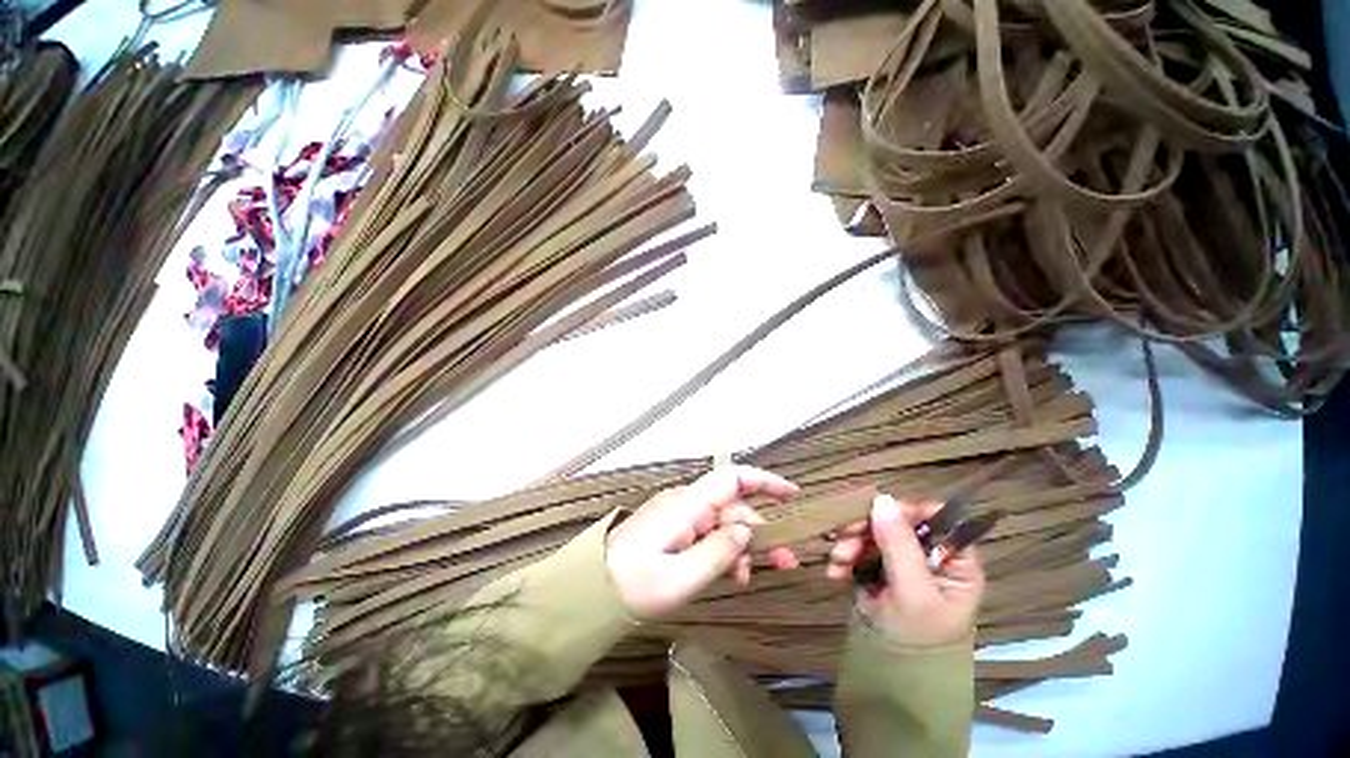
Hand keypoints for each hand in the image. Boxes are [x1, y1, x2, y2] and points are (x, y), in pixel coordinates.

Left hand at [605, 465, 800, 617]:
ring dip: (740, 545)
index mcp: (688, 506)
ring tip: (748, 578)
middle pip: (732, 506)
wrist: (592, 589)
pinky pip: (706, 531)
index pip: (731, 478)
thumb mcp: (682, 577)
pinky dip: (722, 549)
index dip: (764, 481)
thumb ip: (719, 551)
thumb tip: (747, 531)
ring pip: (721, 521)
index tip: (792, 495)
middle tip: (784, 562)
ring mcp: (678, 514)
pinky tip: (729, 573)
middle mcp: (685, 502)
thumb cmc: (635, 585)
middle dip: (758, 531)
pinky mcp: (673, 527)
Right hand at [825, 494, 984, 646]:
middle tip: (845, 537)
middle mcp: (928, 555)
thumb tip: (882, 498)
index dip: (906, 510)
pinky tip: (835, 572)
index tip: (877, 513)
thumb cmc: (916, 636)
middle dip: (866, 528)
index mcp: (953, 560)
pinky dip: (844, 557)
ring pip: (872, 533)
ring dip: (850, 543)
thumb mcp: (913, 592)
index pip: (935, 518)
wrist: (890, 675)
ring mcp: (900, 562)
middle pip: (896, 521)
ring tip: (837, 561)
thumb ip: (900, 545)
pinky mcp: (876, 569)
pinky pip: (858, 549)